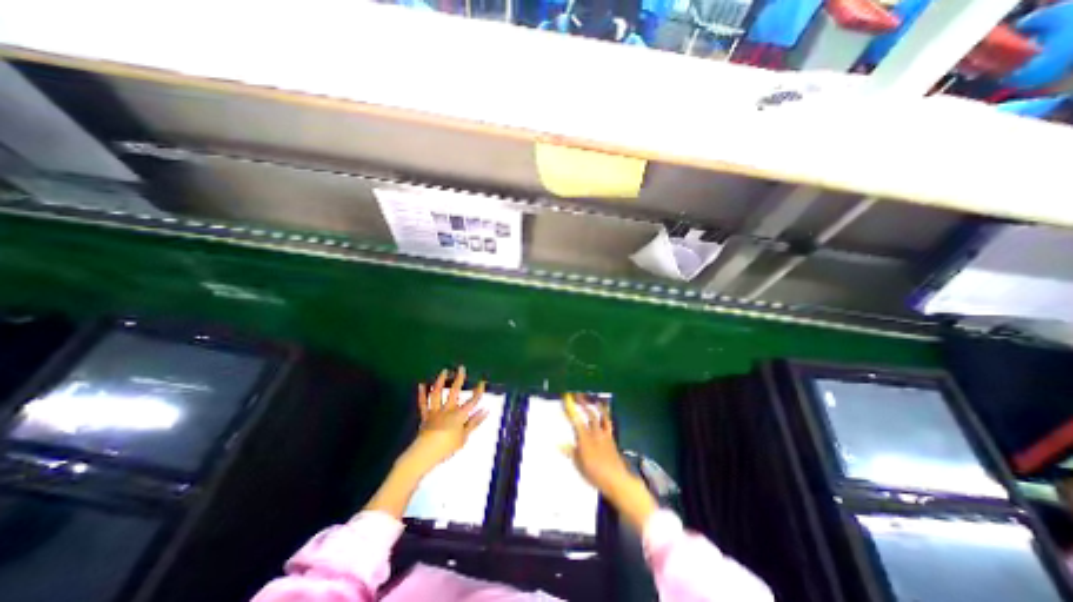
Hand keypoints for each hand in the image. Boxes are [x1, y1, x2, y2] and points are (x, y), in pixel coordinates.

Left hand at [401, 364, 488, 475]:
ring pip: (438, 393)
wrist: (425, 453)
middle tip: (461, 368)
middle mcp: (447, 409)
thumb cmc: (447, 446)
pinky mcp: (425, 416)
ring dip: (441, 381)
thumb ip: (474, 422)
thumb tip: (486, 410)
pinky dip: (422, 393)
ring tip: (444, 372)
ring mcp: (435, 411)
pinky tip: (422, 384)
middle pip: (454, 392)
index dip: (478, 391)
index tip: (482, 382)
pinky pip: (423, 403)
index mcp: (459, 415)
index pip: (472, 401)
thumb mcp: (464, 436)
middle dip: (459, 379)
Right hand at [563, 395, 629, 493]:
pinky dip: (605, 414)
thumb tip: (559, 444)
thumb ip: (571, 452)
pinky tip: (604, 411)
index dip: (570, 408)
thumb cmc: (595, 473)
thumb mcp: (579, 465)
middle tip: (576, 394)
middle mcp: (595, 432)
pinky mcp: (611, 438)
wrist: (616, 479)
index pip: (575, 420)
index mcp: (585, 438)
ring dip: (595, 406)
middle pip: (589, 414)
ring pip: (600, 416)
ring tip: (591, 398)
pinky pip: (608, 422)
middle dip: (582, 403)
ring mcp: (604, 434)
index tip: (566, 398)